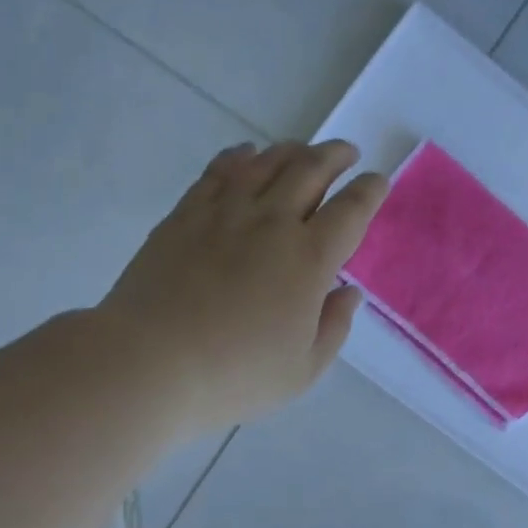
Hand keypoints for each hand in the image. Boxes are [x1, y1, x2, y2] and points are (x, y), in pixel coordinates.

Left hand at [98, 139, 387, 432]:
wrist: (150, 362)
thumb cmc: (234, 376)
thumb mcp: (301, 371)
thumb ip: (333, 328)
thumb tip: (348, 292)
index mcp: (309, 259)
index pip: (350, 211)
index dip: (369, 191)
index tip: (377, 182)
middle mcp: (271, 223)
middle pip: (310, 170)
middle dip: (335, 156)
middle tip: (346, 153)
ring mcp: (224, 213)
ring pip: (266, 163)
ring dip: (292, 151)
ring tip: (303, 151)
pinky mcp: (185, 215)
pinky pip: (219, 171)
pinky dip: (240, 157)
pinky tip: (246, 154)